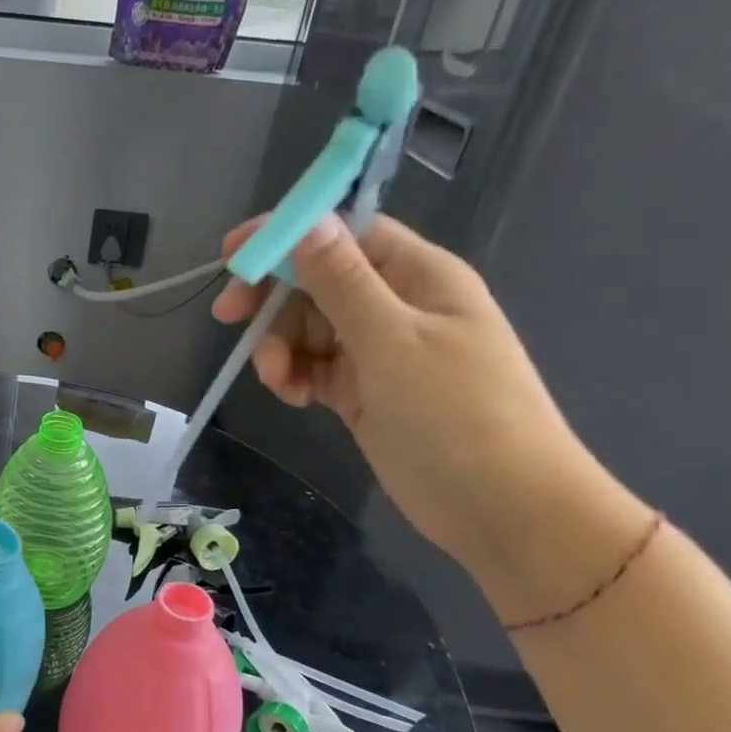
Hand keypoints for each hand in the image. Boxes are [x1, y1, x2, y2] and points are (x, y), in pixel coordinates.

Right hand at [213, 214, 646, 620]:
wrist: (501, 508)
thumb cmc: (457, 414)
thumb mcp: (394, 342)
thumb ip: (345, 283)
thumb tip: (308, 222)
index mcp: (417, 276)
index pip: (344, 234)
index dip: (287, 237)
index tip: (233, 255)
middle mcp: (396, 305)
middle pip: (317, 282)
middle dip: (274, 300)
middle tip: (229, 319)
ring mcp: (380, 351)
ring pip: (308, 328)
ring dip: (281, 347)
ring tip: (278, 382)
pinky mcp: (364, 391)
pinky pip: (315, 368)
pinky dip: (296, 377)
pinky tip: (294, 399)